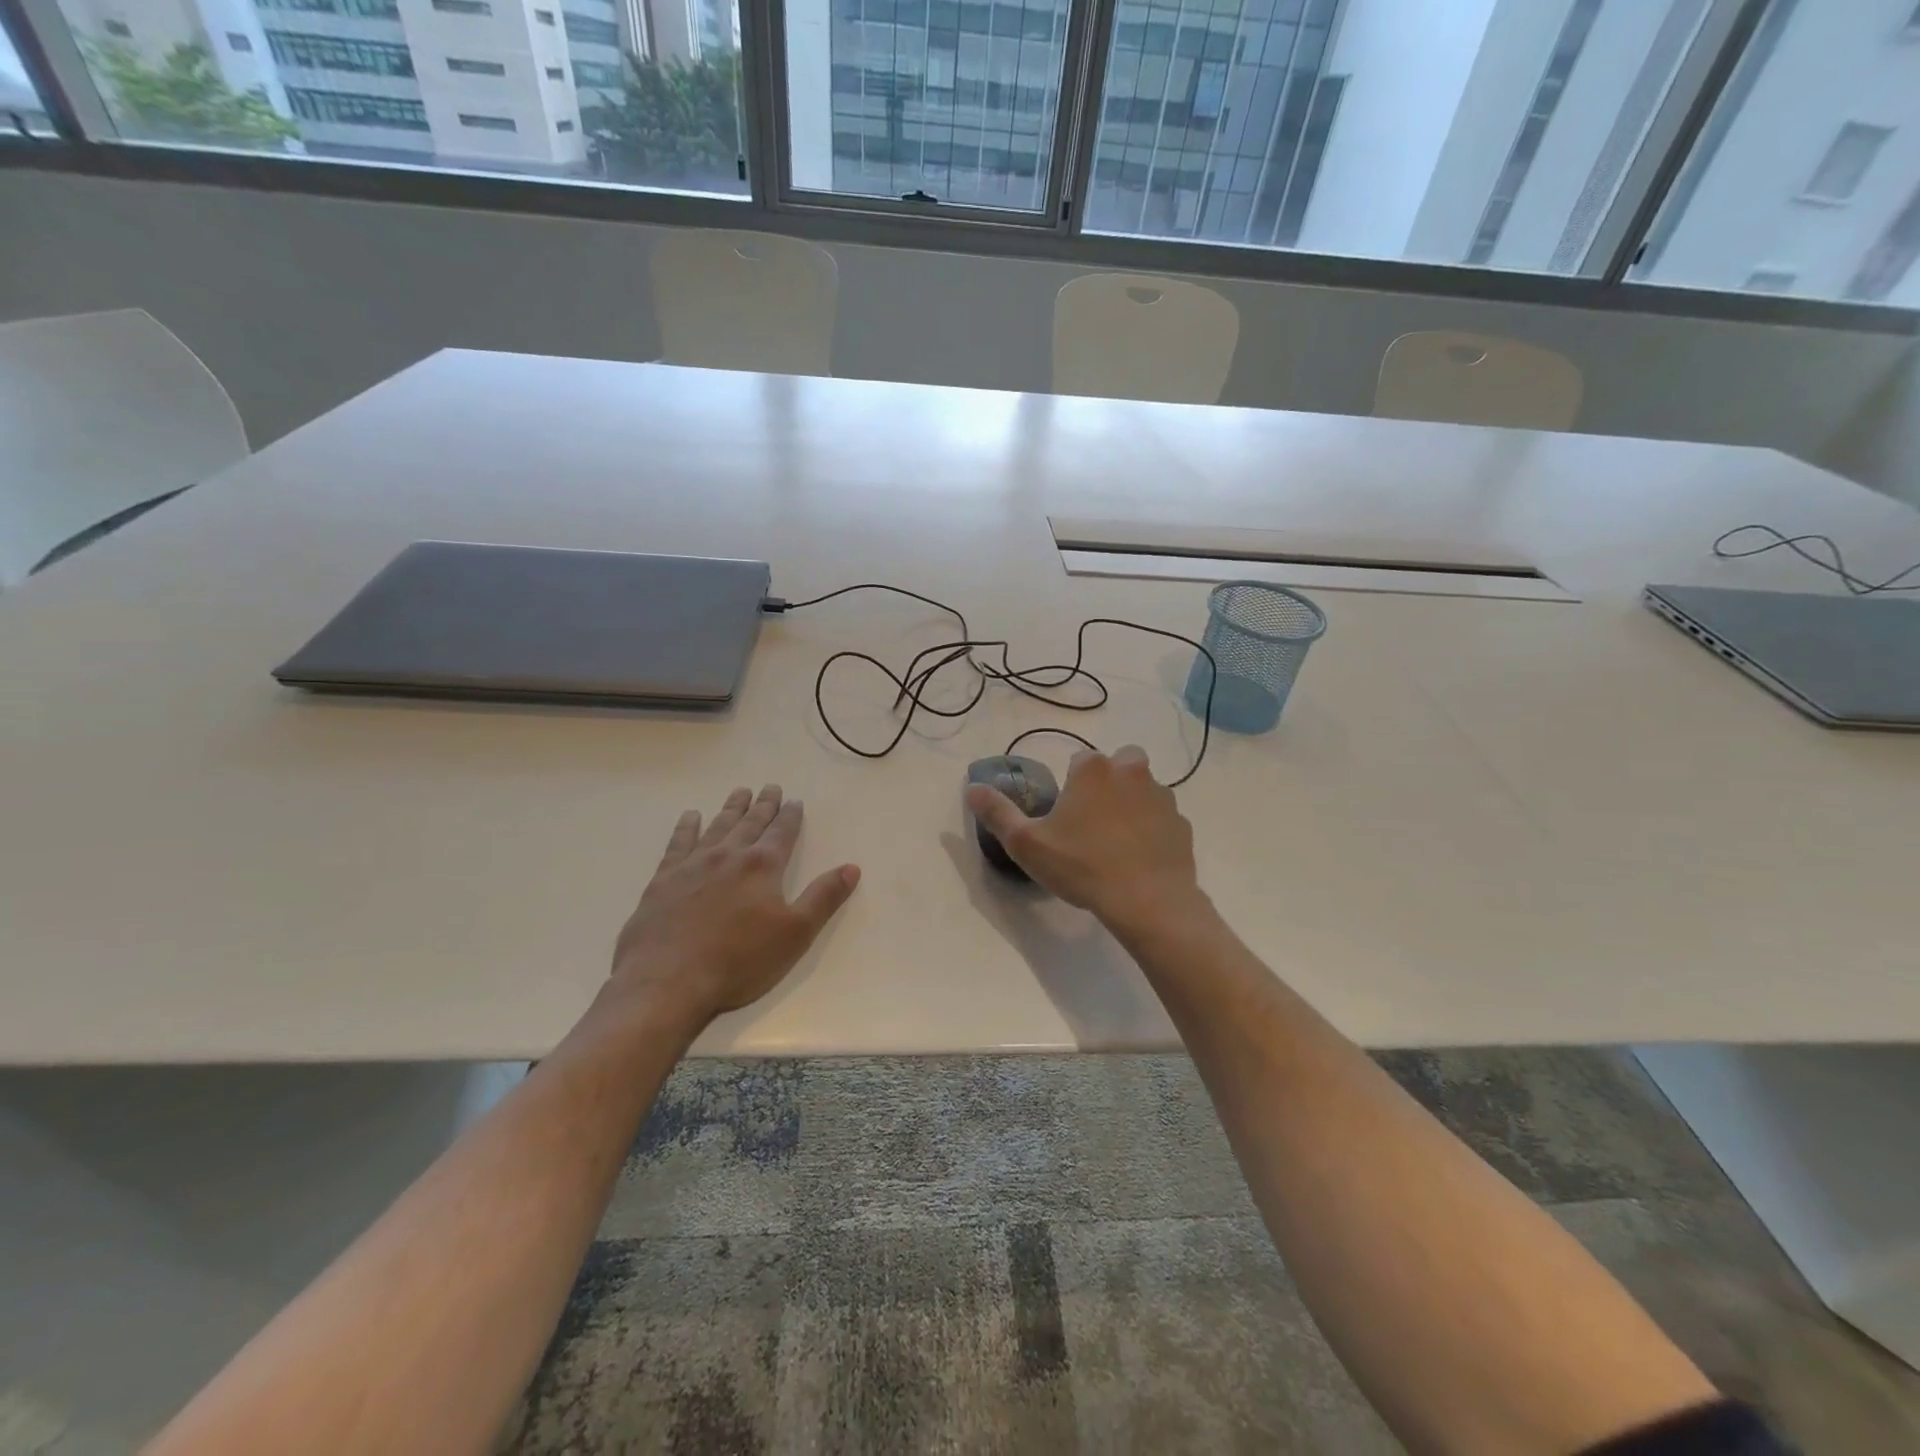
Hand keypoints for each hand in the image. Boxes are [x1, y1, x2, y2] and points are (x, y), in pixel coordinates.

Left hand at [606, 784, 859, 1027]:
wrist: (668, 981)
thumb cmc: (739, 961)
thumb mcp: (796, 933)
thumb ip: (824, 897)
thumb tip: (852, 867)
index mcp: (763, 867)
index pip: (782, 833)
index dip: (791, 816)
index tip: (795, 801)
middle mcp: (729, 856)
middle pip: (751, 823)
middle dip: (764, 805)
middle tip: (771, 787)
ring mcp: (693, 865)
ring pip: (718, 826)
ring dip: (731, 809)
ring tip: (740, 792)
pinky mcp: (664, 880)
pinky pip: (678, 843)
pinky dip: (686, 827)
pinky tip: (690, 816)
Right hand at [963, 745, 1206, 933]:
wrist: (1148, 902)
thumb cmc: (1082, 866)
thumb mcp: (1027, 843)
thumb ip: (997, 812)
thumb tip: (972, 787)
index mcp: (1093, 770)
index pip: (1079, 760)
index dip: (1071, 784)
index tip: (1065, 814)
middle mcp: (1131, 772)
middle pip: (1119, 763)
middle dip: (1108, 782)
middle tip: (1093, 820)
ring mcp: (1162, 797)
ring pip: (1144, 789)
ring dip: (1132, 804)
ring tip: (1116, 842)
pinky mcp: (1182, 825)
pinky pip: (1163, 819)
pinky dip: (1152, 831)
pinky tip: (1139, 859)